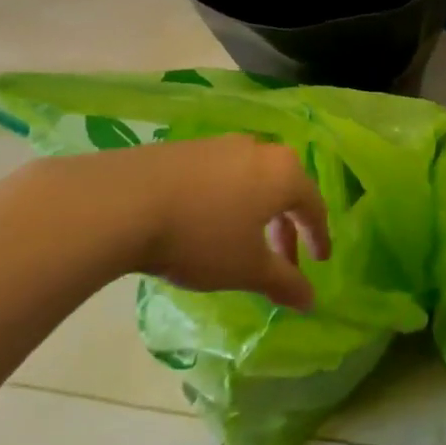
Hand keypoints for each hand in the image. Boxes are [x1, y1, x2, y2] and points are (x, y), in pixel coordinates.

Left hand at [105, 135, 329, 311]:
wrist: (126, 201)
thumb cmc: (202, 237)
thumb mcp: (247, 268)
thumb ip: (284, 283)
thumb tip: (311, 300)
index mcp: (283, 173)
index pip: (313, 204)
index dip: (318, 235)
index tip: (319, 261)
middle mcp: (258, 149)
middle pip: (284, 188)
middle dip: (286, 226)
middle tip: (283, 260)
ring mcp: (220, 144)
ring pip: (253, 179)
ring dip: (256, 212)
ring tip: (243, 242)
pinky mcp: (187, 147)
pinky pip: (222, 174)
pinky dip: (228, 199)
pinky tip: (208, 222)